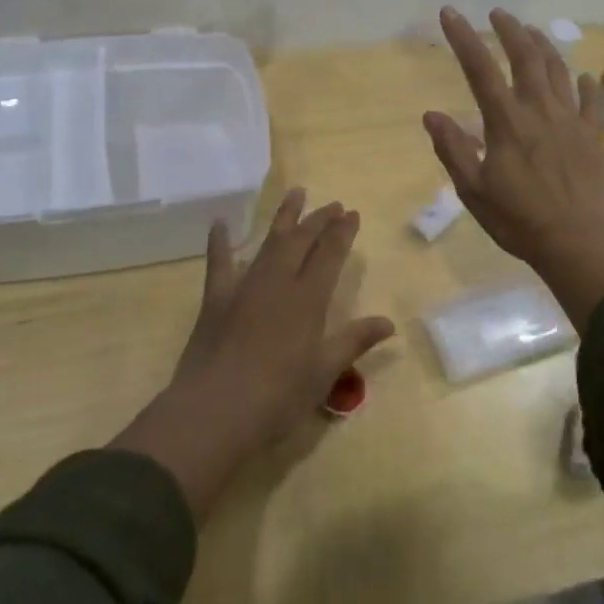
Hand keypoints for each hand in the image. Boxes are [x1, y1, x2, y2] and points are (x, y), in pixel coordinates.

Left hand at [111, 189, 393, 515]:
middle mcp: (278, 282)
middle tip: (333, 204)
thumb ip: (354, 341)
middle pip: (302, 240)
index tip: (353, 213)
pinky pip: (219, 262)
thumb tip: (389, 323)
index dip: (343, 233)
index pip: (330, 255)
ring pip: (269, 242)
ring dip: (284, 216)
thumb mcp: (324, 372)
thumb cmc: (278, 396)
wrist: (215, 410)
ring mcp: (245, 286)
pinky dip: (220, 241)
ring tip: (296, 193)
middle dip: (319, 219)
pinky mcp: (216, 299)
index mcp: (308, 299)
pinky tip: (221, 223)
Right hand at [423, 7, 603, 326]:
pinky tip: (579, 75)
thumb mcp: (473, 189)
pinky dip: (582, 83)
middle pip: (526, 57)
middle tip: (498, 13)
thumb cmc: (518, 219)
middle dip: (510, 30)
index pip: (480, 69)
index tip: (451, 13)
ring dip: (543, 46)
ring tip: (532, 31)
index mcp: (506, 122)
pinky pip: (589, 100)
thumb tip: (431, 115)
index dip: (464, 38)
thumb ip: (453, 149)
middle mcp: (539, 110)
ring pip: (558, 70)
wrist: (577, 241)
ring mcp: (570, 120)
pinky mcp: (592, 136)